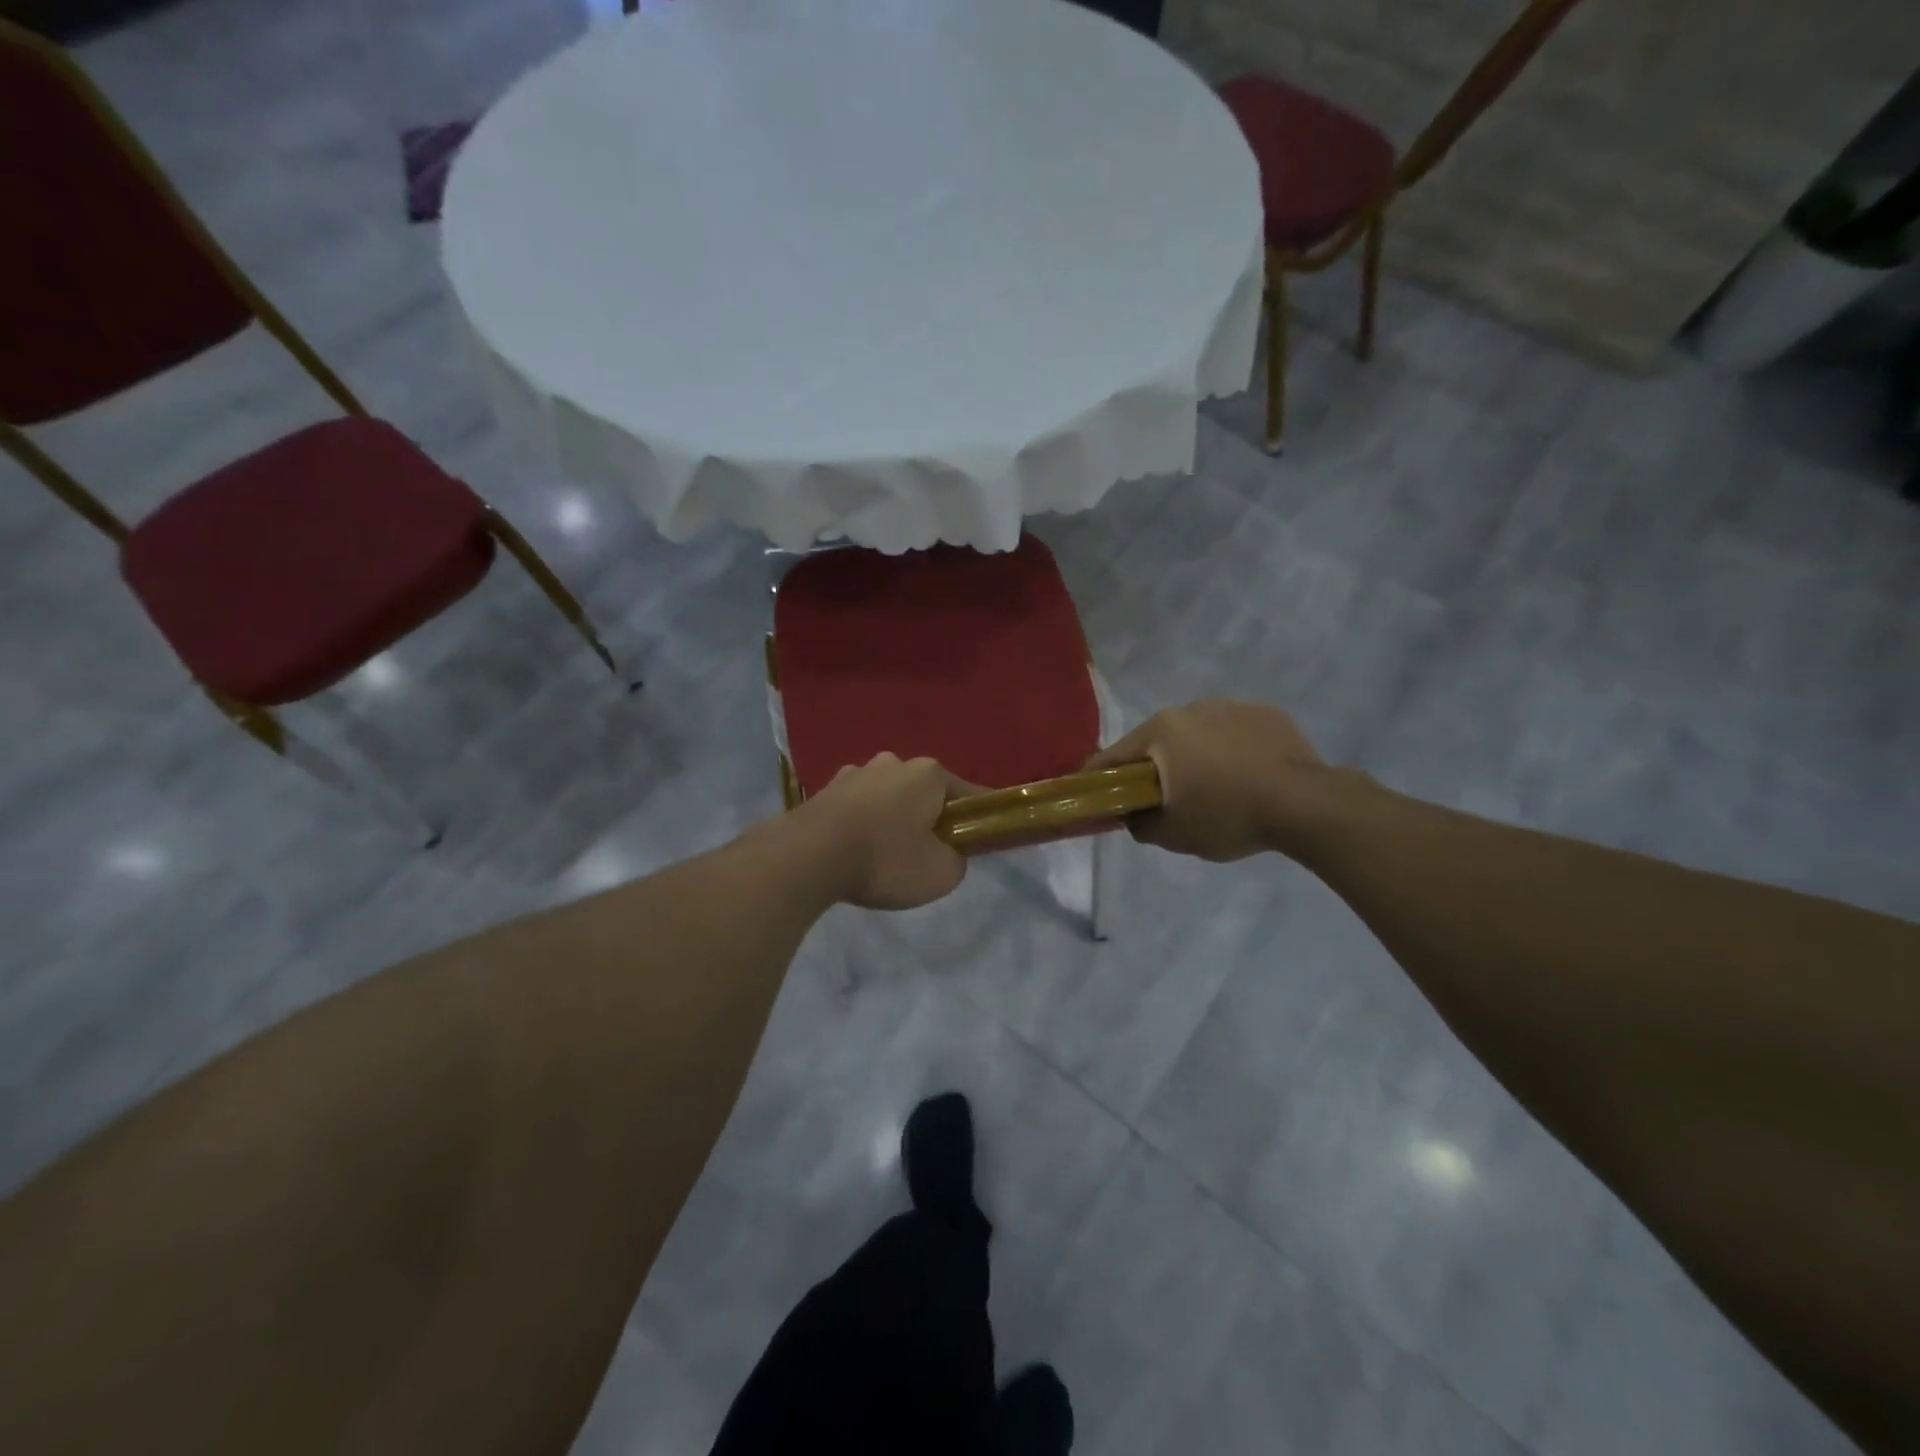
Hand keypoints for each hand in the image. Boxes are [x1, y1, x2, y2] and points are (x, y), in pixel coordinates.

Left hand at [795, 754, 971, 909]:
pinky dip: (862, 824)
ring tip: (886, 854)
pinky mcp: (825, 790)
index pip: (968, 794)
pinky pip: (857, 807)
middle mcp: (893, 763)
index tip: (980, 838)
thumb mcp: (941, 873)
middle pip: (923, 793)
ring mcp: (855, 773)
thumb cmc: (885, 859)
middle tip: (927, 853)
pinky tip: (855, 850)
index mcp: (928, 773)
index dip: (977, 818)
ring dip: (892, 819)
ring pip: (887, 797)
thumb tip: (948, 853)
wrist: (808, 857)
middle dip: (929, 817)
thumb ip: (957, 860)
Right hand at [1086, 700, 1340, 861]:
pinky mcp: (1268, 714)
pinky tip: (1247, 777)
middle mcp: (1192, 708)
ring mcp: (1232, 706)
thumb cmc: (1227, 816)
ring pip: (1199, 733)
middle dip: (1154, 766)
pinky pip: (1236, 733)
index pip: (1115, 754)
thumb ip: (1141, 825)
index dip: (1099, 776)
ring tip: (1213, 787)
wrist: (1305, 804)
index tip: (1093, 792)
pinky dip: (1232, 751)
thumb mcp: (1174, 835)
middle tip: (1162, 797)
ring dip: (1195, 755)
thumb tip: (1132, 817)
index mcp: (1162, 730)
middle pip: (1158, 740)